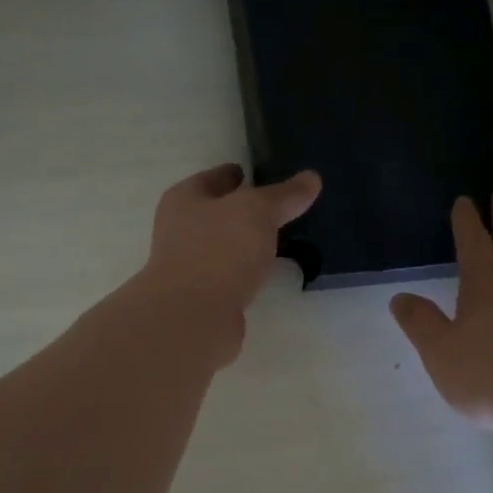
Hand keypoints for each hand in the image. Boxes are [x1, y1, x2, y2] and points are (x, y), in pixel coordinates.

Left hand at [139, 163, 321, 362]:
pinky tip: (267, 273)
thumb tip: (312, 178)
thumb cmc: (219, 251)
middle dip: (246, 211)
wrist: (192, 318)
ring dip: (247, 244)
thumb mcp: (258, 211)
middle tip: (283, 209)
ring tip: (281, 240)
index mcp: (184, 198)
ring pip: (225, 246)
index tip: (268, 175)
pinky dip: (246, 272)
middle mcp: (180, 228)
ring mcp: (189, 265)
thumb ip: (284, 195)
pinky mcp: (202, 296)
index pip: (217, 177)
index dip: (242, 174)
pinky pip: (230, 275)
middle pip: (219, 212)